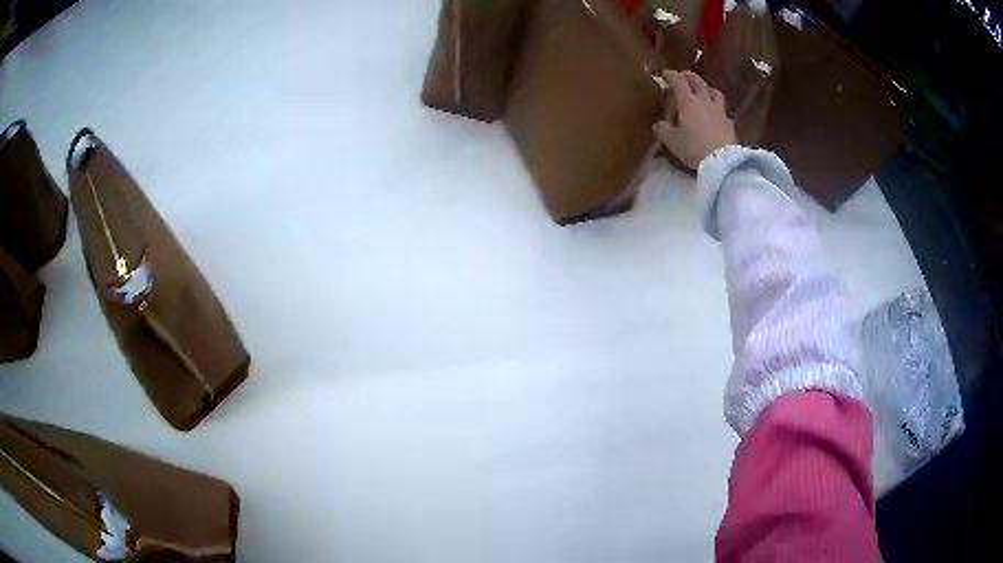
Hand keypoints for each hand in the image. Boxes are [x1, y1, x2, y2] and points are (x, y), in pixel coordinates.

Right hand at [655, 70, 736, 169]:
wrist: (723, 162)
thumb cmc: (694, 147)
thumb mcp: (672, 141)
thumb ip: (664, 130)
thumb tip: (660, 124)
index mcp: (688, 102)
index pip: (678, 82)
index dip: (670, 75)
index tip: (664, 74)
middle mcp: (704, 102)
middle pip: (698, 82)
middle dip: (689, 76)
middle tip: (684, 75)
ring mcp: (719, 112)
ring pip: (714, 93)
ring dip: (708, 89)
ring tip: (704, 91)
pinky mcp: (729, 124)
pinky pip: (723, 110)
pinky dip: (718, 108)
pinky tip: (716, 114)